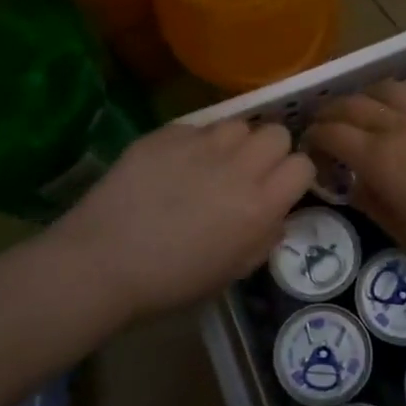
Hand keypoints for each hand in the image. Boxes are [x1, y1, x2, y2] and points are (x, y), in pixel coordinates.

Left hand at [51, 120, 314, 320]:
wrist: (102, 262)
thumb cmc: (170, 281)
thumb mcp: (231, 273)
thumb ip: (263, 240)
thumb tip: (275, 216)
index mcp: (259, 206)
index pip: (302, 166)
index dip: (294, 177)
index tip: (279, 188)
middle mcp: (238, 167)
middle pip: (276, 134)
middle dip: (270, 151)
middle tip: (248, 173)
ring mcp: (201, 145)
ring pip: (238, 124)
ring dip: (234, 143)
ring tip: (212, 163)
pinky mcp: (167, 134)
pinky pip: (197, 127)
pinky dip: (194, 143)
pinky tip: (174, 165)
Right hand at [305, 82, 405, 273]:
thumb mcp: (405, 234)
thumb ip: (373, 204)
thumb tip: (355, 185)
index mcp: (379, 158)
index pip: (333, 134)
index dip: (315, 136)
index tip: (309, 144)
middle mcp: (399, 126)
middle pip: (353, 104)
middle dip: (331, 110)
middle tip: (324, 122)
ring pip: (387, 89)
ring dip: (366, 96)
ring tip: (363, 109)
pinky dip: (404, 97)